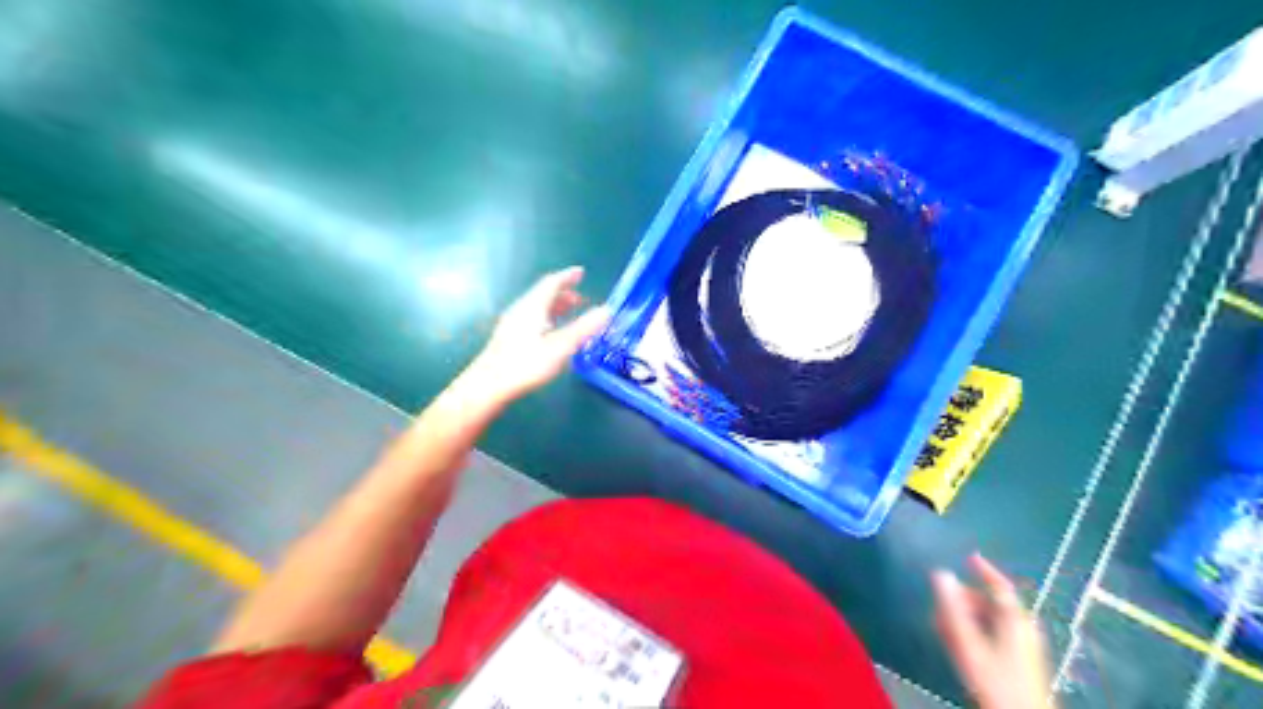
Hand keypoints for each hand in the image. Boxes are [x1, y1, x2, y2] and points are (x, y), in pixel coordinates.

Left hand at [470, 267, 613, 404]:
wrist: (488, 386)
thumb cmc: (525, 364)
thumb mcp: (560, 347)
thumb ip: (583, 328)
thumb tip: (607, 310)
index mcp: (533, 307)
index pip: (552, 283)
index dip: (567, 277)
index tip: (581, 272)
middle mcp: (521, 310)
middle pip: (543, 295)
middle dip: (563, 293)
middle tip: (581, 298)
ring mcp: (512, 324)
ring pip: (537, 308)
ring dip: (555, 307)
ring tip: (570, 314)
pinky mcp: (508, 339)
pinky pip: (532, 319)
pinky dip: (547, 318)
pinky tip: (550, 333)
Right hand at [926, 553, 1057, 708]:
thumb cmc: (996, 682)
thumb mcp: (969, 644)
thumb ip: (953, 608)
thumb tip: (939, 573)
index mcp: (1015, 620)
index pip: (1000, 586)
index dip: (984, 569)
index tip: (969, 556)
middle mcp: (1023, 629)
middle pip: (992, 604)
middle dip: (965, 599)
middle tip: (941, 599)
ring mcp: (1023, 647)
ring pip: (991, 621)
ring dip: (966, 617)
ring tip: (942, 622)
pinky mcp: (1020, 662)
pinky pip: (994, 635)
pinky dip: (975, 630)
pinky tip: (957, 641)